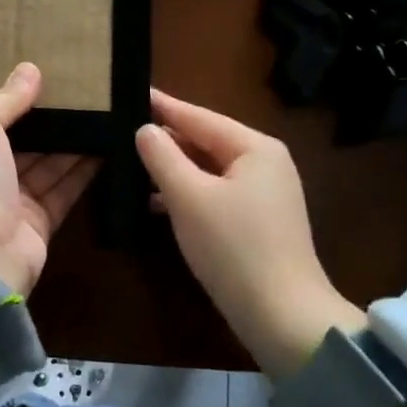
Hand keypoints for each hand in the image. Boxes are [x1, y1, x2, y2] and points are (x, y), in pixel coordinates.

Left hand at [0, 63, 99, 297]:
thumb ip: (5, 99)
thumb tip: (30, 70)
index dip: (17, 104)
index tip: (48, 82)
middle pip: (24, 144)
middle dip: (51, 123)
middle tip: (86, 96)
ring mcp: (13, 204)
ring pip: (48, 166)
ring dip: (74, 143)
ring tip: (105, 114)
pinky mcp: (41, 225)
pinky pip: (65, 191)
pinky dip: (85, 171)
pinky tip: (109, 147)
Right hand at [135, 88, 362, 376]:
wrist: (282, 316)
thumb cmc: (233, 247)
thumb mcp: (188, 197)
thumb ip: (162, 157)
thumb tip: (144, 129)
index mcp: (254, 148)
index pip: (199, 116)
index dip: (163, 105)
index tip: (132, 89)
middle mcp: (265, 163)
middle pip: (206, 140)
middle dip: (166, 137)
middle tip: (123, 126)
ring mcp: (265, 194)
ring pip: (209, 169)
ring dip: (173, 168)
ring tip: (131, 161)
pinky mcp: (258, 222)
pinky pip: (215, 193)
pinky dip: (187, 193)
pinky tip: (156, 201)